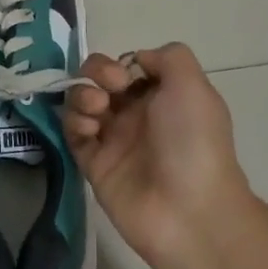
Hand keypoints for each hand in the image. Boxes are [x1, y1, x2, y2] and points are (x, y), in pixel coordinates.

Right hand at [63, 43, 252, 265]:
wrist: (190, 211)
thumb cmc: (194, 141)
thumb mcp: (193, 85)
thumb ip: (167, 57)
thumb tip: (136, 60)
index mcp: (163, 96)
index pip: (129, 65)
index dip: (121, 62)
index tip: (126, 74)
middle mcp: (137, 114)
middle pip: (101, 79)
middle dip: (96, 71)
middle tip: (110, 88)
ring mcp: (114, 139)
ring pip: (82, 101)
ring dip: (82, 94)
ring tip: (97, 108)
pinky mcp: (94, 163)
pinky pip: (73, 132)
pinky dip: (74, 121)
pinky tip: (89, 128)